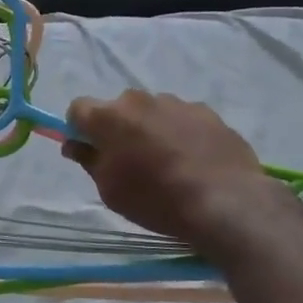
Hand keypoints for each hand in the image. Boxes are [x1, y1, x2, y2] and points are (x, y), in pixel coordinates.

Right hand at [64, 91, 279, 247]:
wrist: (226, 203)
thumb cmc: (156, 199)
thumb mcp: (110, 190)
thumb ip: (89, 160)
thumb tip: (76, 144)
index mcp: (110, 116)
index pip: (78, 109)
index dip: (79, 129)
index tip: (90, 151)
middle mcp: (141, 100)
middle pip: (118, 109)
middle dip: (118, 129)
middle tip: (130, 161)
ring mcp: (177, 103)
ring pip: (152, 112)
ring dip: (151, 130)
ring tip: (168, 164)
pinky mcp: (208, 113)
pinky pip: (182, 120)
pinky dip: (181, 134)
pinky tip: (194, 162)